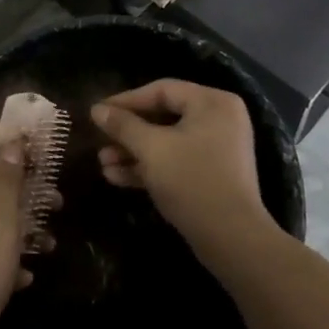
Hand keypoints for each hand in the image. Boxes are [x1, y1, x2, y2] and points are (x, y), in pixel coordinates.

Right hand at [91, 81, 279, 271]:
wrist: (231, 238)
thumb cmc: (191, 181)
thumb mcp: (151, 149)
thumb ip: (123, 125)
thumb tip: (97, 109)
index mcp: (212, 102)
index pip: (162, 90)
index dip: (126, 100)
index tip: (97, 112)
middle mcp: (218, 119)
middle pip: (163, 116)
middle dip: (128, 132)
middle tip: (99, 139)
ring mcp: (216, 148)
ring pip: (167, 141)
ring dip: (134, 152)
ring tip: (102, 163)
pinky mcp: (211, 174)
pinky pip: (176, 161)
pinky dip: (150, 167)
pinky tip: (116, 177)